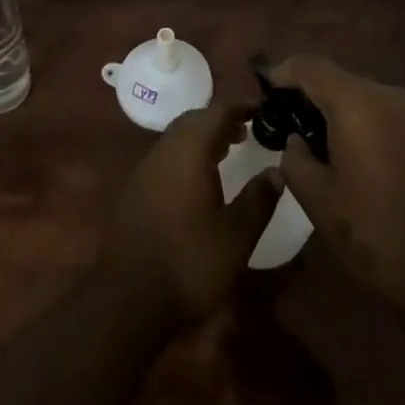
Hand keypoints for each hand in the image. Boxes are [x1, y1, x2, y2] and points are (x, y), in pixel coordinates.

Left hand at [103, 101, 282, 320]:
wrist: (127, 299)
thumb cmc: (189, 262)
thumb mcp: (236, 236)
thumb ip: (258, 199)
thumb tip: (277, 170)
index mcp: (190, 150)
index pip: (218, 111)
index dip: (241, 105)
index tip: (263, 107)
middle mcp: (165, 149)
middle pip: (195, 119)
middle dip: (222, 119)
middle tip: (248, 129)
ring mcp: (146, 168)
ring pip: (179, 137)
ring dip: (204, 137)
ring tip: (229, 148)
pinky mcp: (137, 189)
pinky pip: (168, 155)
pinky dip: (189, 154)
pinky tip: (201, 179)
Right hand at [272, 55, 404, 315]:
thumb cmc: (376, 235)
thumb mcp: (318, 203)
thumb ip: (295, 160)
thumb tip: (296, 141)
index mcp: (356, 105)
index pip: (311, 67)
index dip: (286, 71)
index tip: (268, 85)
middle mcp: (391, 96)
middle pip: (344, 81)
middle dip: (319, 98)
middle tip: (299, 126)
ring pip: (374, 100)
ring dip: (352, 116)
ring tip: (339, 150)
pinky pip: (400, 119)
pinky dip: (381, 130)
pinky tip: (378, 166)